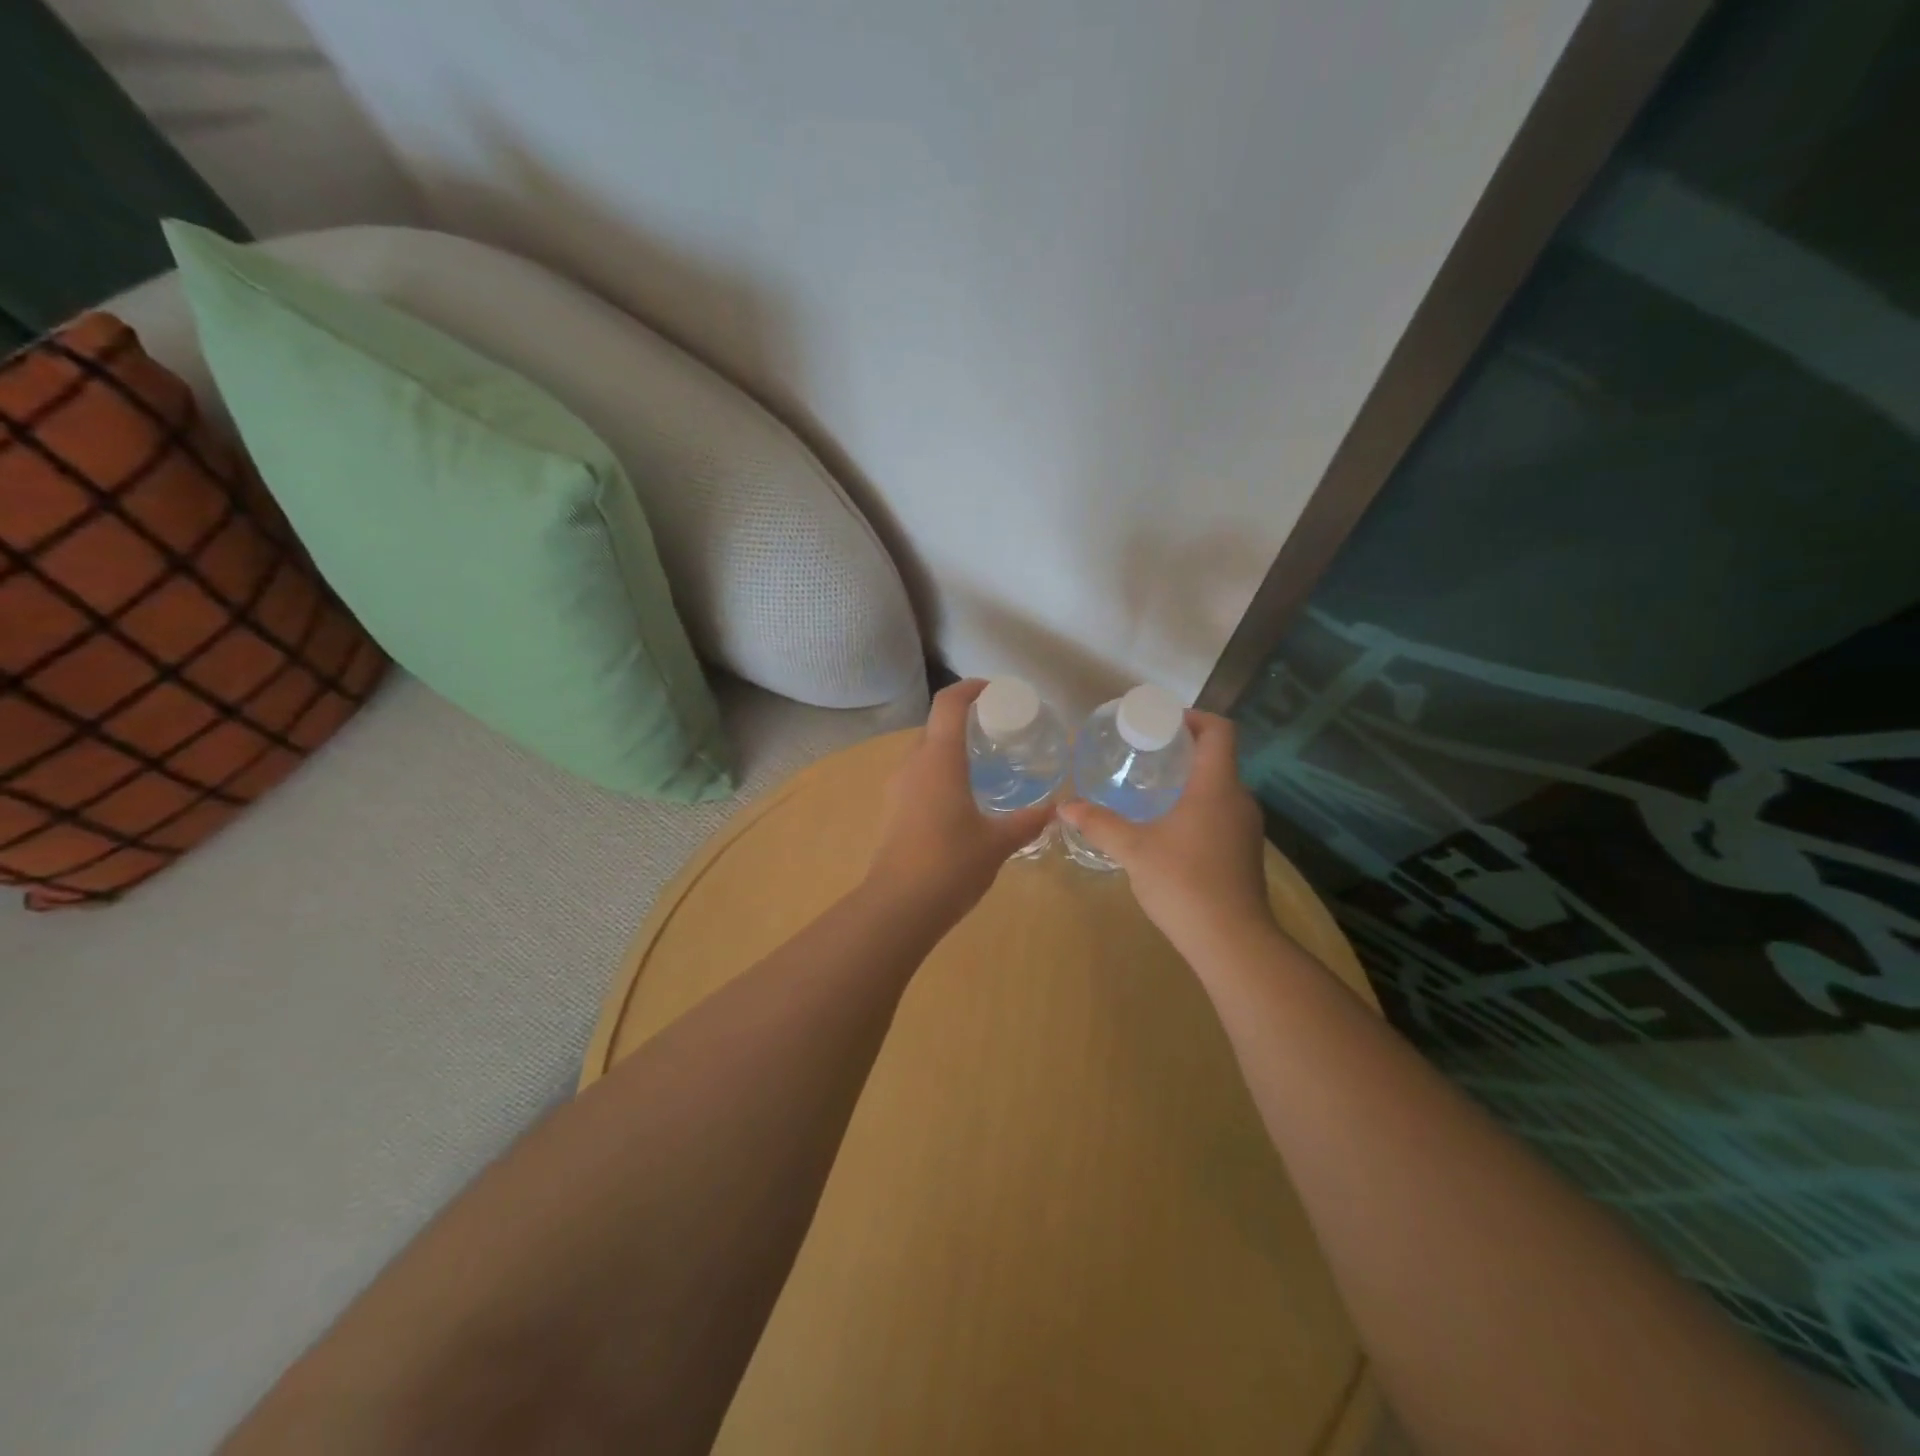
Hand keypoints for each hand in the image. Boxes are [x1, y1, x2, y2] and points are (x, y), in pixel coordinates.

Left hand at [866, 680, 1055, 920]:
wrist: (899, 906)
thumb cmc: (951, 864)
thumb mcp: (998, 842)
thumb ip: (1027, 821)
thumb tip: (1055, 809)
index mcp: (938, 760)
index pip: (949, 704)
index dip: (970, 688)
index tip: (995, 690)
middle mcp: (913, 765)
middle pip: (935, 726)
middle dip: (964, 720)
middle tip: (997, 730)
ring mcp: (897, 789)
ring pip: (924, 753)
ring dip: (950, 748)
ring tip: (983, 763)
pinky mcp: (893, 811)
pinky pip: (918, 777)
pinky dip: (940, 772)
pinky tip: (962, 797)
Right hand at [1059, 712, 1276, 959]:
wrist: (1232, 942)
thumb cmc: (1184, 883)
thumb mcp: (1133, 850)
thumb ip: (1099, 824)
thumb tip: (1065, 806)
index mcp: (1217, 786)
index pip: (1219, 730)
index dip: (1193, 717)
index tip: (1161, 723)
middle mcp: (1239, 799)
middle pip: (1218, 757)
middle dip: (1183, 749)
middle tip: (1144, 754)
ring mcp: (1247, 828)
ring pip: (1219, 788)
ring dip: (1190, 781)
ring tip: (1150, 788)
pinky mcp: (1244, 852)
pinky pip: (1221, 813)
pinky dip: (1197, 807)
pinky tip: (1167, 828)